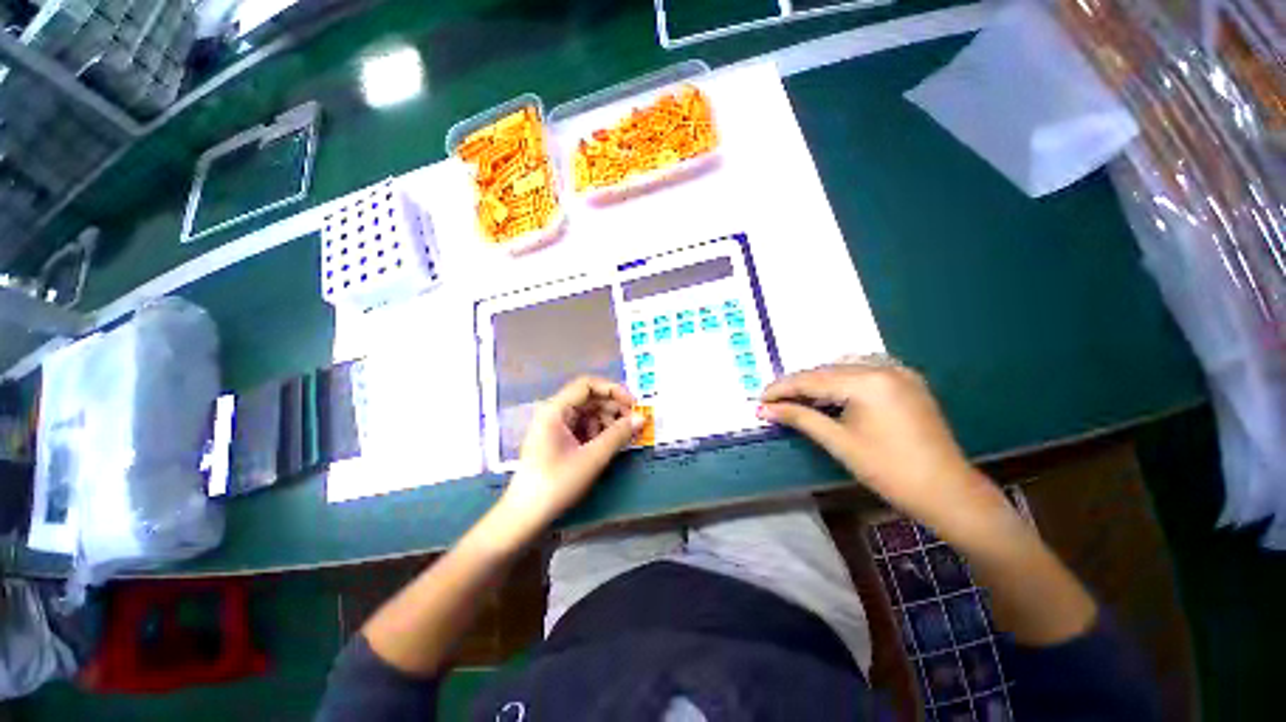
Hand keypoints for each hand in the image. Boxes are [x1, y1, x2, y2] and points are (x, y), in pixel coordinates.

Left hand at [498, 377, 643, 533]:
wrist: (525, 517)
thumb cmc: (556, 483)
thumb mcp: (592, 458)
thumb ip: (618, 435)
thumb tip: (642, 418)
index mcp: (555, 410)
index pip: (587, 385)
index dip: (613, 390)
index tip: (633, 404)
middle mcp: (554, 413)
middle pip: (589, 399)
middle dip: (613, 408)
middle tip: (634, 423)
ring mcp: (556, 427)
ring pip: (588, 414)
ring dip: (608, 421)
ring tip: (624, 436)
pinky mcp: (559, 441)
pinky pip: (584, 428)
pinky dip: (599, 432)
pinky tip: (610, 444)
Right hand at [759, 360, 1008, 536]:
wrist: (946, 491)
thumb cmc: (888, 470)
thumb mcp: (838, 442)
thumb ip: (799, 418)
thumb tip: (765, 410)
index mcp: (868, 381)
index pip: (812, 379)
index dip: (782, 388)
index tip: (760, 398)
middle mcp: (884, 367)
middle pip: (827, 370)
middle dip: (798, 385)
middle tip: (774, 401)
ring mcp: (899, 372)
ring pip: (844, 368)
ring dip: (818, 382)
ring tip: (797, 399)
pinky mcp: (907, 381)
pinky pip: (864, 372)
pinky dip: (841, 381)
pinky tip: (830, 395)